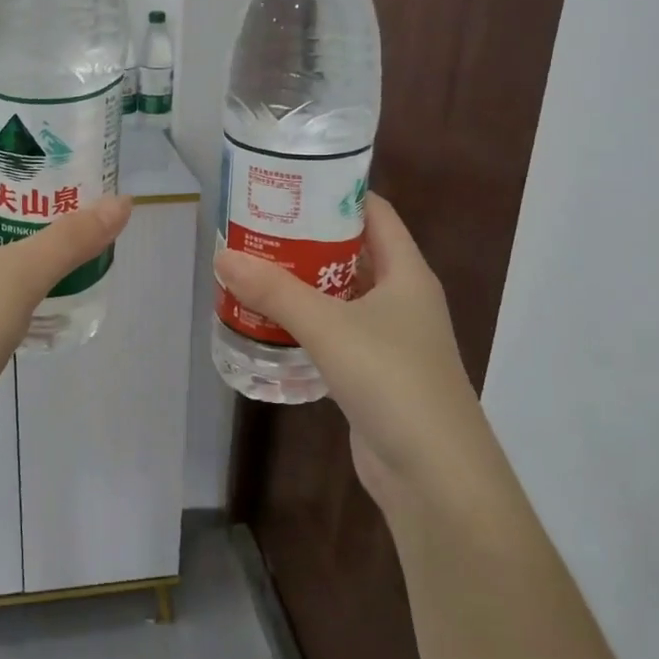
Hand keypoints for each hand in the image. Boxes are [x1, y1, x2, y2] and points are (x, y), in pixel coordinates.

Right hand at [214, 194, 481, 518]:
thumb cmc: (392, 381)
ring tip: (252, 268)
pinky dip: (306, 324)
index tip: (289, 183)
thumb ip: (275, 291)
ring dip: (302, 284)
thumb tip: (223, 256)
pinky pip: (335, 334)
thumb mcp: (329, 327)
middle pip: (352, 252)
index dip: (336, 192)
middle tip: (257, 226)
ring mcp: (389, 339)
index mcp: (406, 272)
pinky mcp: (373, 374)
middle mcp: (401, 299)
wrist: (435, 476)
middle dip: (307, 238)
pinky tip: (269, 323)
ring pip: (341, 296)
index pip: (374, 212)